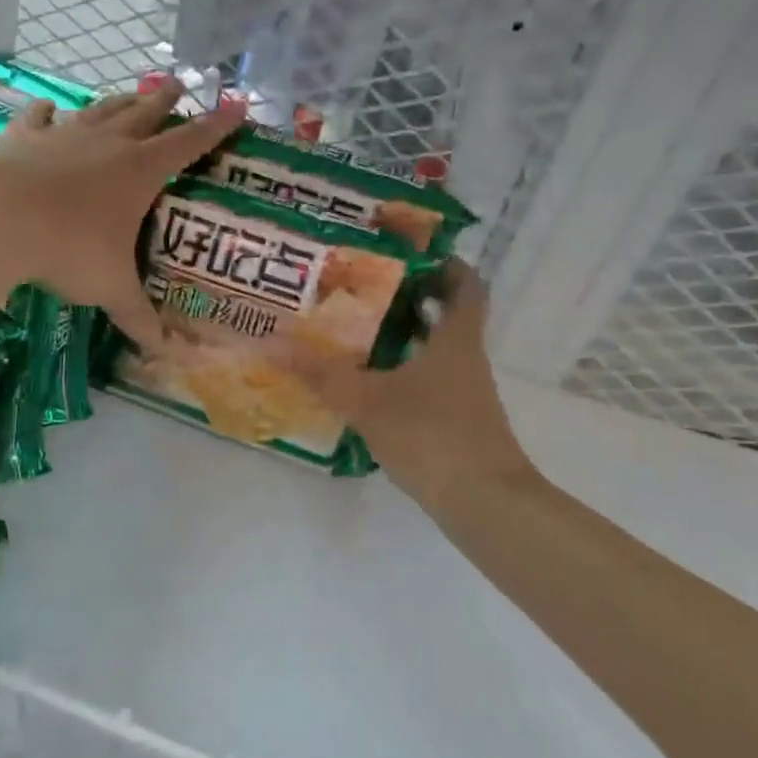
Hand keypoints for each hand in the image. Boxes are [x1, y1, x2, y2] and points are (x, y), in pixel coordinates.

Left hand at [0, 82, 245, 351]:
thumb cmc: (69, 249)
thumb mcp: (110, 288)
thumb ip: (137, 316)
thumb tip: (162, 351)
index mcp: (139, 171)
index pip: (189, 143)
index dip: (215, 127)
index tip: (235, 107)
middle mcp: (107, 144)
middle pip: (144, 113)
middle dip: (164, 100)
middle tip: (178, 83)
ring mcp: (64, 135)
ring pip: (99, 110)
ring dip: (118, 101)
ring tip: (130, 93)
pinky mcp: (23, 138)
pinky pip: (40, 118)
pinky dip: (48, 112)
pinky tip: (50, 107)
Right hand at [279, 262, 531, 505]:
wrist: (484, 504)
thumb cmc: (434, 436)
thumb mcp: (369, 401)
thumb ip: (322, 374)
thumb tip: (273, 343)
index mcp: (456, 340)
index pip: (465, 285)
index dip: (445, 264)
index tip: (411, 253)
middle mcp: (466, 360)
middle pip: (447, 316)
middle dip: (411, 299)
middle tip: (365, 288)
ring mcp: (465, 394)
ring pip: (435, 351)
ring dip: (404, 338)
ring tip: (357, 332)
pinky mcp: (457, 423)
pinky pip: (429, 383)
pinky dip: (403, 375)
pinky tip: (369, 385)